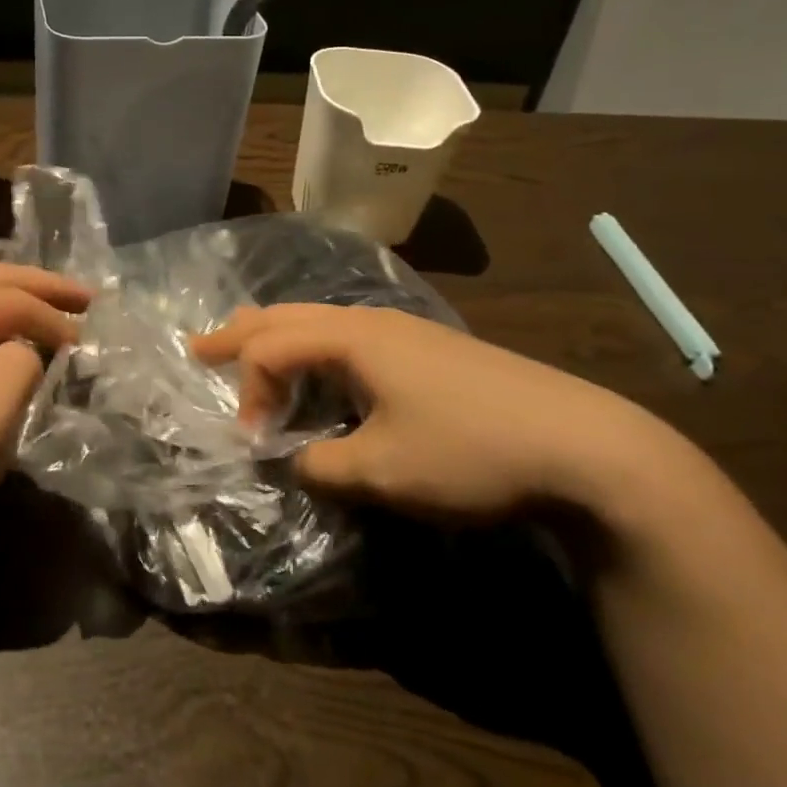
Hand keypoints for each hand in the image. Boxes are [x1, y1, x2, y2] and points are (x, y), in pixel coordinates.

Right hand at [191, 304, 672, 519]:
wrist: (585, 445)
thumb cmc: (470, 451)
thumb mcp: (381, 471)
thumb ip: (319, 465)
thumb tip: (296, 460)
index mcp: (353, 337)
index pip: (272, 348)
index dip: (250, 393)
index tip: (256, 444)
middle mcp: (373, 322)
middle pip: (289, 316)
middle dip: (241, 332)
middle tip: (200, 345)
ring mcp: (406, 332)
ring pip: (322, 322)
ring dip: (280, 335)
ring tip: (252, 346)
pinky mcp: (431, 350)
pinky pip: (351, 337)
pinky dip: (316, 348)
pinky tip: (325, 370)